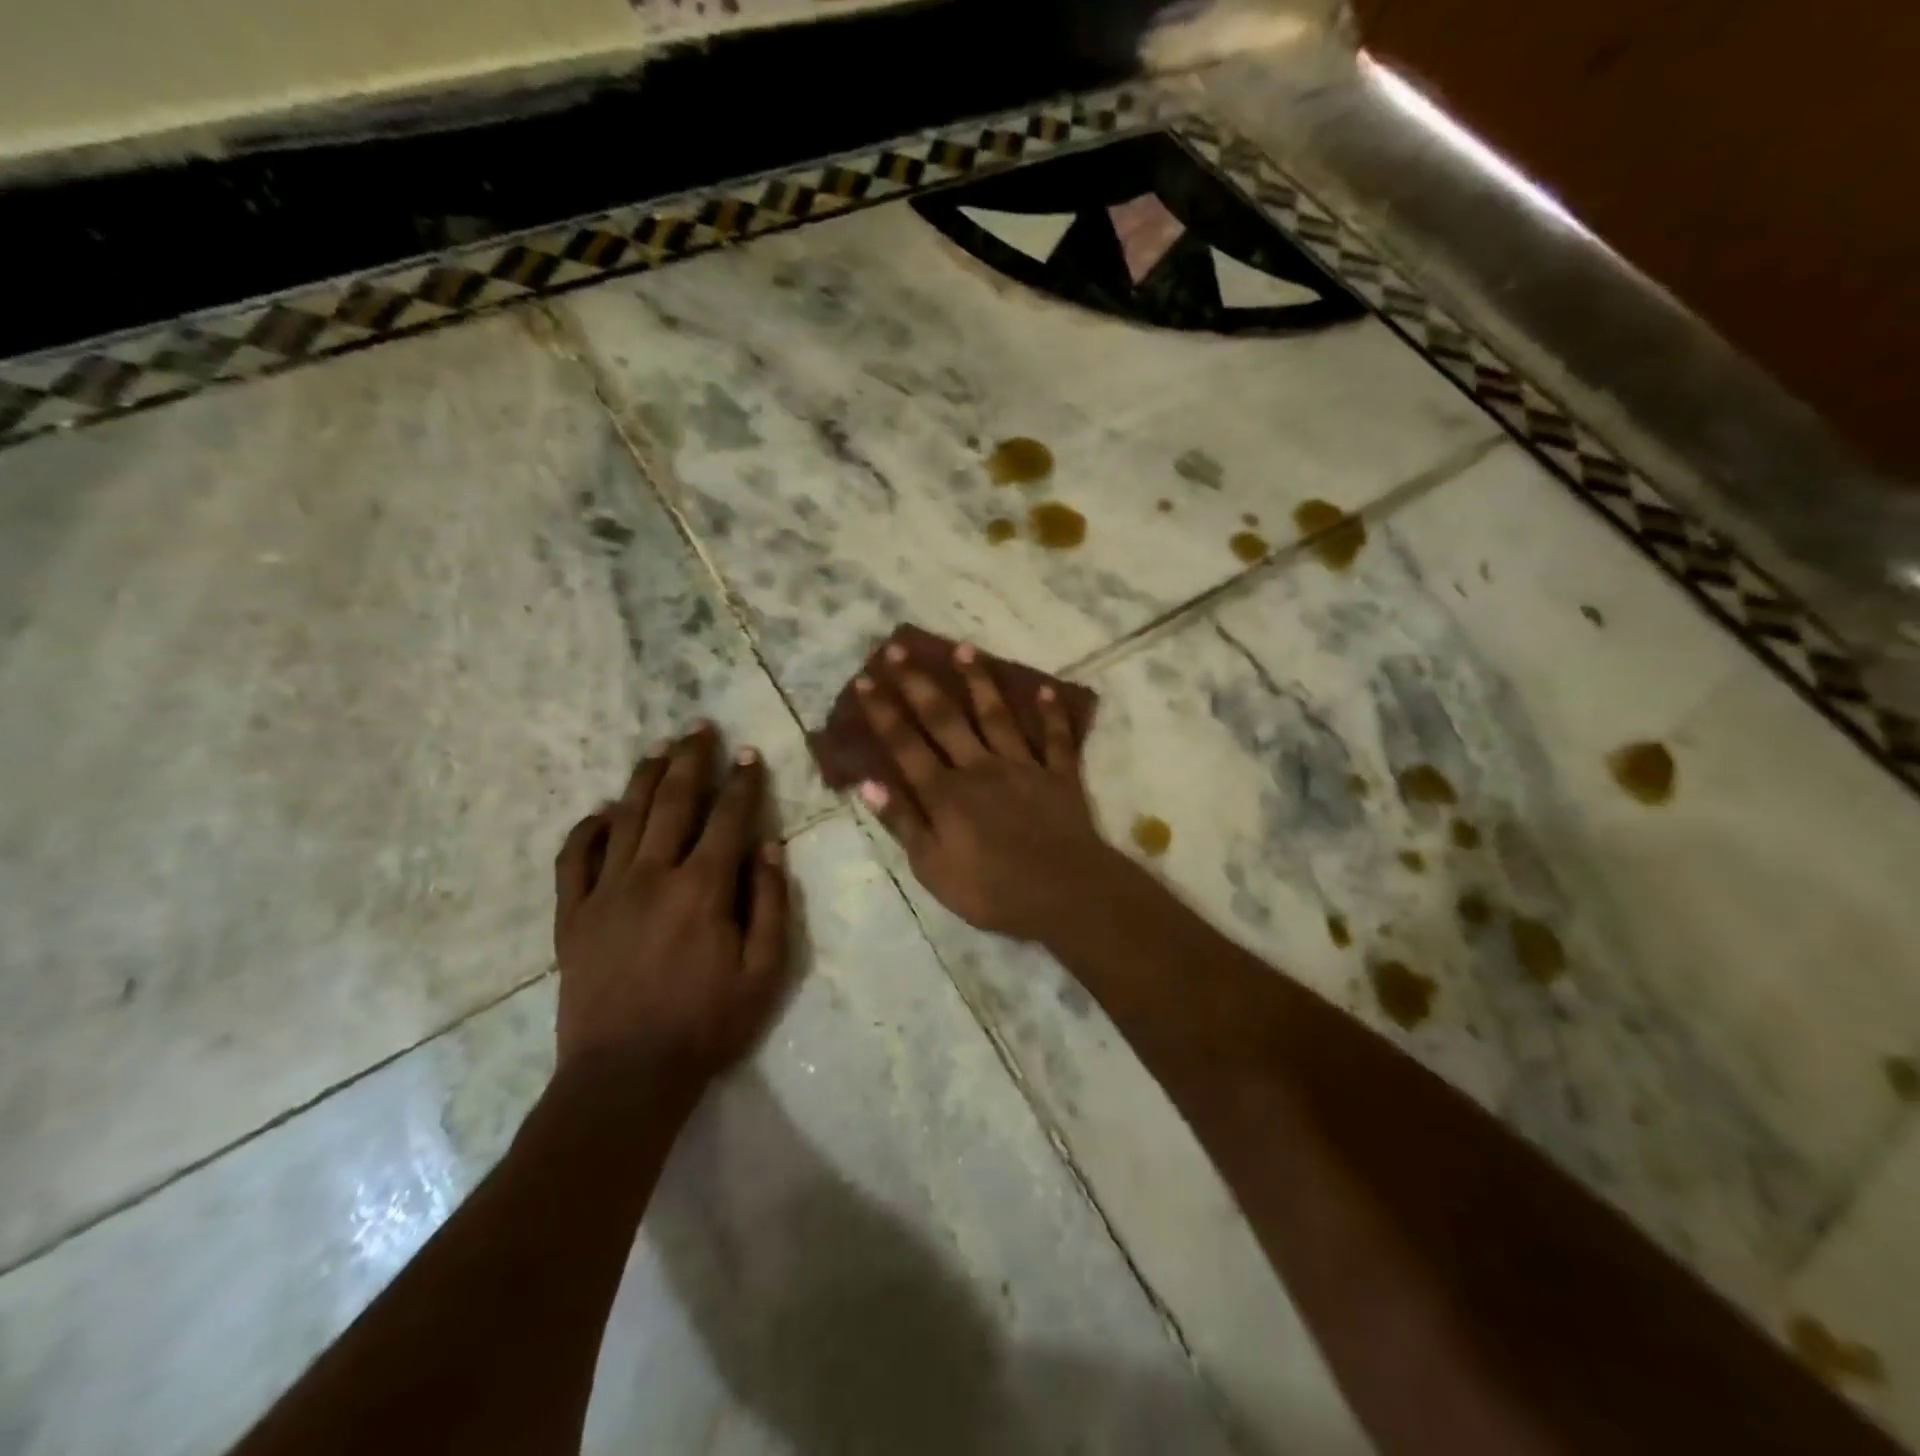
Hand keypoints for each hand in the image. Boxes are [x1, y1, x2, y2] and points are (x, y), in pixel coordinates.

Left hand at [552, 724, 792, 1085]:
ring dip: (643, 779)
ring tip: (657, 749)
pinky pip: (574, 859)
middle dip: (690, 760)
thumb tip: (768, 846)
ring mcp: (606, 893)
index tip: (749, 754)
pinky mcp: (572, 916)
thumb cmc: (707, 1025)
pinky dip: (586, 830)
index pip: (727, 818)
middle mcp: (652, 876)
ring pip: (625, 818)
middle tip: (699, 728)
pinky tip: (600, 812)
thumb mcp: (764, 972)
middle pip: (673, 803)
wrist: (626, 1077)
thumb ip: (770, 903)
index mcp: (703, 889)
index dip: (742, 782)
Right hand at [854, 642, 1121, 941]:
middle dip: (918, 682)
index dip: (883, 712)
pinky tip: (1044, 687)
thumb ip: (903, 823)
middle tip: (898, 648)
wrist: (1065, 894)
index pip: (905, 745)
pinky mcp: (1059, 775)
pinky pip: (1055, 738)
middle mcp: (980, 767)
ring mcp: (1023, 766)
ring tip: (964, 648)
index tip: (865, 681)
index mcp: (946, 793)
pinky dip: (1051, 712)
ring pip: (996, 715)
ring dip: (979, 681)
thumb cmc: (992, 891)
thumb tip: (869, 783)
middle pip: (945, 718)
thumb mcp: (933, 868)